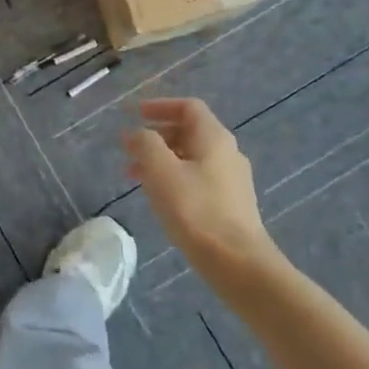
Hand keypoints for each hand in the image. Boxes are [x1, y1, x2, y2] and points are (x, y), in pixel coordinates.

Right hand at [124, 98, 277, 282]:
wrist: (238, 262)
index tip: (136, 114)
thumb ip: (145, 144)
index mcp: (214, 137)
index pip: (188, 107)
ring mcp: (232, 180)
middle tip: (130, 149)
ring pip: (191, 158)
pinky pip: (197, 179)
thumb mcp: (161, 171)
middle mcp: (227, 153)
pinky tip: (159, 198)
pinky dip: (174, 179)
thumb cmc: (195, 209)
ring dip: (162, 160)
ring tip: (135, 176)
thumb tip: (136, 133)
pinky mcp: (231, 204)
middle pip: (189, 132)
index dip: (160, 106)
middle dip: (156, 136)